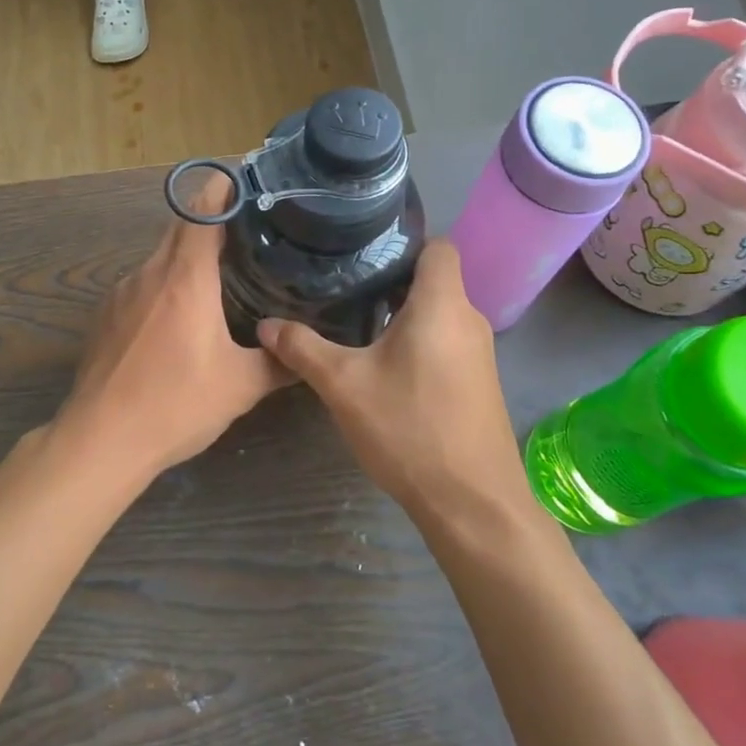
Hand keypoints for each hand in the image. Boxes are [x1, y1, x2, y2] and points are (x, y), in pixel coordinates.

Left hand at [55, 176, 288, 480]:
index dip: (223, 190)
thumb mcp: (240, 387)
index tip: (246, 183)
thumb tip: (306, 353)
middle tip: (247, 235)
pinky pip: (141, 286)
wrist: (100, 440)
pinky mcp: (103, 316)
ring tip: (219, 280)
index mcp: (184, 278)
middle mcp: (148, 273)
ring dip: (186, 261)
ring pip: (159, 260)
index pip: (201, 211)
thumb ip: (279, 363)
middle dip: (211, 225)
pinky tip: (178, 320)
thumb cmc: (175, 405)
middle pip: (179, 230)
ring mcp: (120, 293)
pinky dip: (164, 287)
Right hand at [257, 241, 528, 518]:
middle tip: (344, 286)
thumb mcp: (344, 386)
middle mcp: (468, 320)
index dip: (405, 241)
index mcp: (442, 304)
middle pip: (434, 280)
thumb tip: (266, 325)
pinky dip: (419, 342)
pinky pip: (447, 343)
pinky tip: (385, 366)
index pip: (438, 246)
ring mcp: (479, 354)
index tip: (364, 251)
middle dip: (391, 281)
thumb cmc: (410, 429)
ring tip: (356, 322)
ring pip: (439, 314)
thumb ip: (303, 349)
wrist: (473, 504)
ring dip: (403, 315)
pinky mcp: (479, 383)